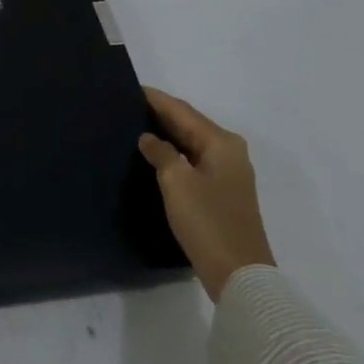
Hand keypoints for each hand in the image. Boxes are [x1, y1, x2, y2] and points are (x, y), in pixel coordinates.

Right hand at [137, 87, 274, 301]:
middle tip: (124, 106)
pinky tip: (153, 155)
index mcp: (221, 143)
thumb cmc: (207, 221)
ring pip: (190, 143)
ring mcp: (228, 173)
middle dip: (159, 114)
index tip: (127, 88)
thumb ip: (160, 152)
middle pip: (188, 124)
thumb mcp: (177, 181)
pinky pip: (193, 160)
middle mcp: (229, 152)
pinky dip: (174, 153)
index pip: (181, 110)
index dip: (155, 99)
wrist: (239, 275)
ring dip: (166, 134)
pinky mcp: (222, 192)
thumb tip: (148, 138)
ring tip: (133, 126)